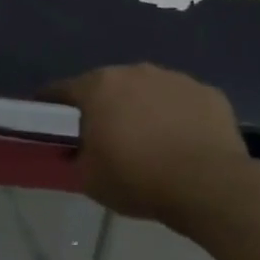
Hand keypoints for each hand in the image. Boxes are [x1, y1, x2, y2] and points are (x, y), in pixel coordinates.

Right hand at [44, 64, 259, 234]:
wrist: (211, 187)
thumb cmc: (139, 179)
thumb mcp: (90, 179)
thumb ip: (76, 157)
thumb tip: (76, 151)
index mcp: (98, 87)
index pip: (62, 90)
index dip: (51, 105)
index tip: (48, 119)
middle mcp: (134, 72)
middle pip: (108, 85)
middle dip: (103, 105)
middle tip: (105, 135)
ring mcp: (175, 79)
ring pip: (148, 90)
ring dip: (143, 108)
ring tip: (150, 140)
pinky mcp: (209, 93)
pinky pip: (183, 102)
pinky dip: (178, 116)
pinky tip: (183, 142)